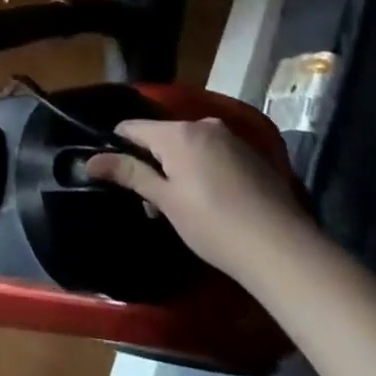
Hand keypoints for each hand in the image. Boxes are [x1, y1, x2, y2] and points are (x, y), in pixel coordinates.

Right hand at [87, 118, 312, 282]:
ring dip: (178, 169)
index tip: (115, 176)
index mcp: (178, 132)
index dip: (118, 148)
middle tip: (151, 203)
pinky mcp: (253, 157)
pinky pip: (213, 155)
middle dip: (152, 163)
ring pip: (189, 146)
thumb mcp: (166, 201)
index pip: (132, 127)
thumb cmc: (214, 225)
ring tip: (180, 208)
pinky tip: (211, 204)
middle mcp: (203, 125)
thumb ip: (130, 173)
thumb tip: (90, 160)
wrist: (284, 250)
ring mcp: (232, 139)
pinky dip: (203, 171)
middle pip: (162, 137)